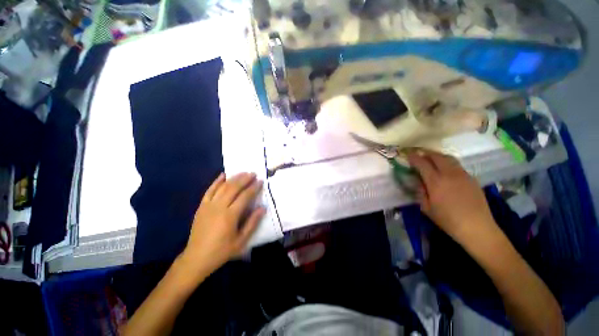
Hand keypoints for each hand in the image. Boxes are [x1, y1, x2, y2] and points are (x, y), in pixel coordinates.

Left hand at [181, 172, 264, 276]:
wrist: (196, 258)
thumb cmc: (221, 250)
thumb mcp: (241, 241)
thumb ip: (252, 223)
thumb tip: (262, 208)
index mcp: (230, 216)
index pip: (245, 196)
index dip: (254, 188)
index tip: (260, 181)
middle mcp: (219, 207)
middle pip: (233, 188)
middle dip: (244, 179)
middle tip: (253, 173)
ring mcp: (208, 205)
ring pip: (222, 187)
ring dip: (234, 178)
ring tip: (243, 173)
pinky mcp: (201, 206)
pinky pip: (209, 190)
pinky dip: (216, 182)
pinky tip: (223, 175)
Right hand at [406, 149, 495, 242]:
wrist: (477, 227)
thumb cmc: (448, 220)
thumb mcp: (426, 208)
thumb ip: (420, 191)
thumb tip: (418, 181)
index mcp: (436, 182)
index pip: (422, 163)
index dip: (414, 158)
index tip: (408, 156)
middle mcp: (449, 174)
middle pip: (436, 156)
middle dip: (426, 153)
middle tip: (419, 155)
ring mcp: (462, 174)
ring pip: (448, 158)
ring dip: (437, 156)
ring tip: (431, 158)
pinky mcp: (471, 178)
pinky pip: (457, 165)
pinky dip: (447, 162)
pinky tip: (445, 169)